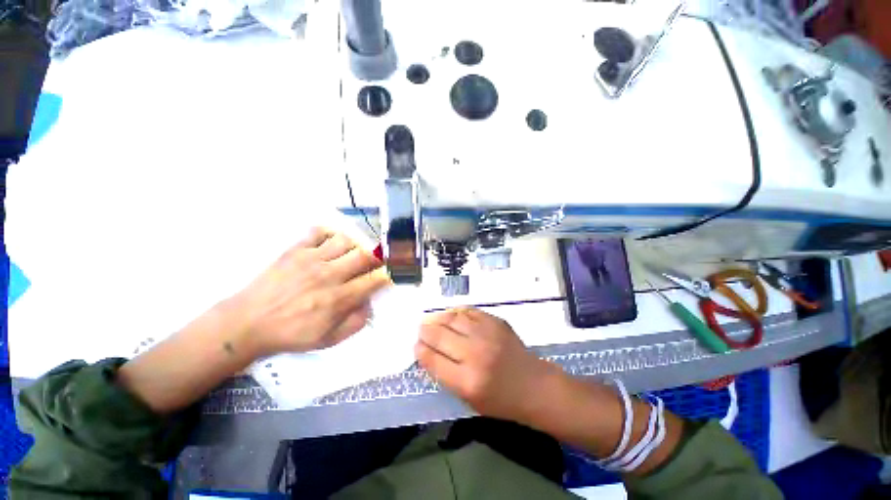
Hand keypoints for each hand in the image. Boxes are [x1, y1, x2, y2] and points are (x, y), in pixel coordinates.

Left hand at [231, 227, 390, 356]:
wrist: (247, 323)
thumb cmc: (291, 334)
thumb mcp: (328, 340)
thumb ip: (356, 323)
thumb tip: (370, 303)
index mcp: (339, 299)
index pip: (375, 279)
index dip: (389, 273)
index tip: (392, 272)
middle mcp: (329, 275)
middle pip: (365, 255)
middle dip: (378, 256)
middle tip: (378, 260)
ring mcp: (311, 259)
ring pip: (346, 240)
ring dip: (356, 245)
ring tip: (354, 252)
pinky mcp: (295, 250)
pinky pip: (318, 232)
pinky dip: (330, 233)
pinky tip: (332, 242)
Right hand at [415, 308, 558, 422]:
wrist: (533, 385)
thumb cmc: (500, 400)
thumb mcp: (469, 399)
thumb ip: (446, 375)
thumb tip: (427, 351)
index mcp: (467, 381)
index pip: (433, 360)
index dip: (420, 350)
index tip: (416, 346)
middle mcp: (475, 354)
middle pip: (439, 335)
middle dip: (425, 331)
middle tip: (421, 329)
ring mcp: (487, 334)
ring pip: (452, 318)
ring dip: (438, 318)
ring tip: (432, 320)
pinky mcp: (496, 321)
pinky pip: (469, 311)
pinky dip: (456, 312)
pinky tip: (451, 315)